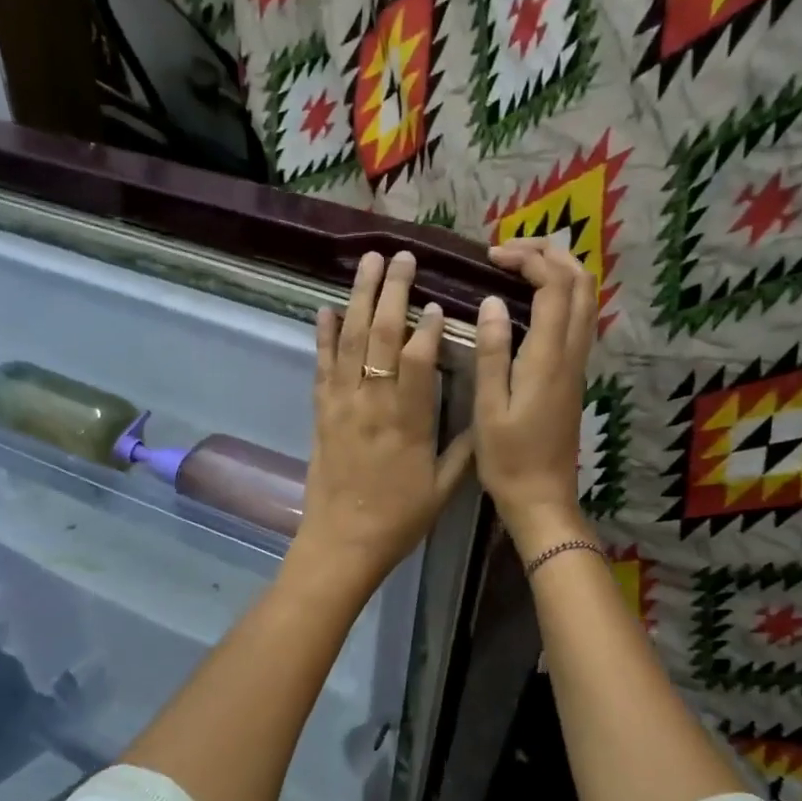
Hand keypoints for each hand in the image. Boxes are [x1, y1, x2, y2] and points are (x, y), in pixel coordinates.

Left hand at [290, 251, 473, 595]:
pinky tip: (325, 310)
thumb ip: (461, 447)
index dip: (427, 326)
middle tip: (400, 257)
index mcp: (408, 420)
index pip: (418, 358)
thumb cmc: (398, 518)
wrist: (342, 543)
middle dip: (391, 292)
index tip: (436, 300)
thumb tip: (481, 412)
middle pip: (380, 336)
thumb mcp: (443, 487)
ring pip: (349, 341)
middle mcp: (372, 403)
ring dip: (357, 299)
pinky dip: (323, 337)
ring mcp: (341, 405)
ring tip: (366, 264)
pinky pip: (321, 367)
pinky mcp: (321, 413)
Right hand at [474, 239, 596, 552]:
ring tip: (519, 268)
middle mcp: (572, 354)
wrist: (543, 500)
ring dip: (559, 272)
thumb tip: (494, 302)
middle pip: (580, 283)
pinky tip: (530, 303)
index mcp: (549, 358)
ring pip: (585, 299)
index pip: (553, 285)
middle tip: (509, 251)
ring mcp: (578, 365)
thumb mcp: (489, 408)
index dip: (528, 259)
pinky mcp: (574, 377)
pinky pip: (578, 319)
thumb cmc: (509, 460)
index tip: (492, 257)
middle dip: (550, 253)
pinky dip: (560, 296)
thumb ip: (493, 353)